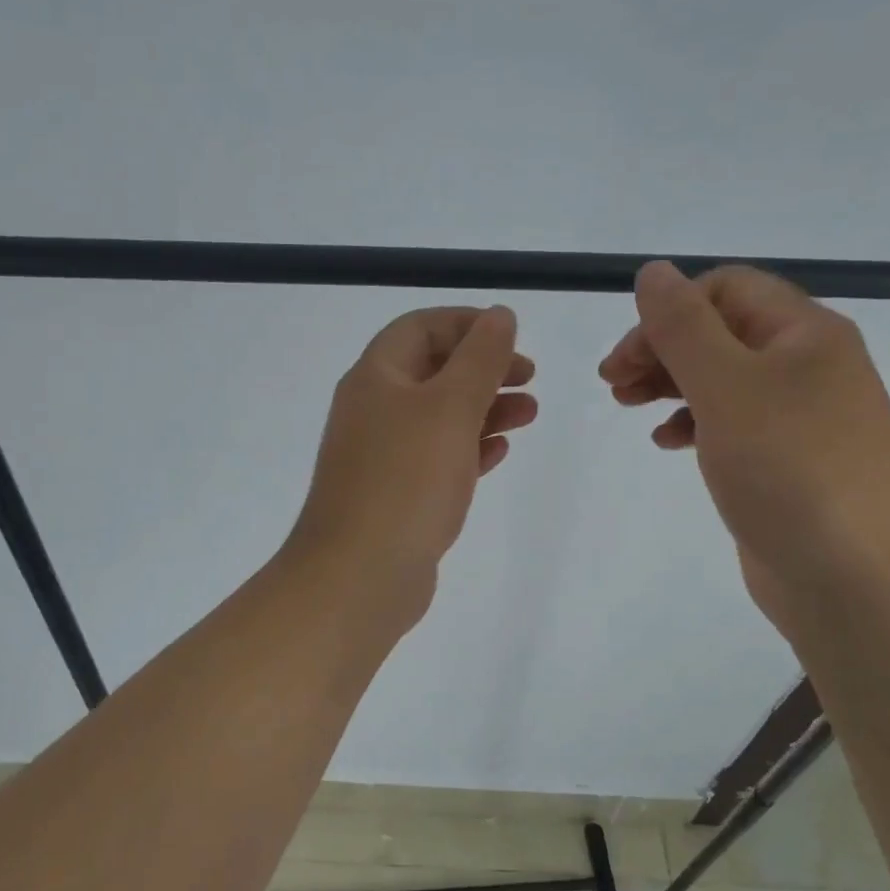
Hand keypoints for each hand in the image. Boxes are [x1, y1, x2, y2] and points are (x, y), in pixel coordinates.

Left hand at [288, 306, 536, 628]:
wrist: (359, 576)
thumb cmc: (406, 480)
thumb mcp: (450, 408)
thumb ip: (480, 359)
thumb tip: (499, 315)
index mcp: (376, 377)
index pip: (421, 327)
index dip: (468, 324)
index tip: (512, 338)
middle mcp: (373, 409)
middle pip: (432, 370)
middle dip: (483, 368)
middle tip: (529, 379)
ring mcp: (381, 455)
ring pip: (439, 416)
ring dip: (484, 408)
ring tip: (530, 415)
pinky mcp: (395, 494)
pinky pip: (436, 457)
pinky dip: (469, 447)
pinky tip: (499, 451)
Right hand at [599, 261, 889, 634]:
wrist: (853, 581)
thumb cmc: (788, 472)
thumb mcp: (727, 388)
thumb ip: (683, 326)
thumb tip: (653, 271)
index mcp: (805, 333)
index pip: (726, 289)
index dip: (668, 311)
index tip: (625, 356)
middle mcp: (809, 365)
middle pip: (721, 331)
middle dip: (661, 349)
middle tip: (612, 383)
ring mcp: (802, 415)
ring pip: (722, 377)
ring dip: (669, 383)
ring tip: (627, 406)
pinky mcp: (788, 459)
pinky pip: (733, 421)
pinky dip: (693, 422)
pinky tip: (667, 442)